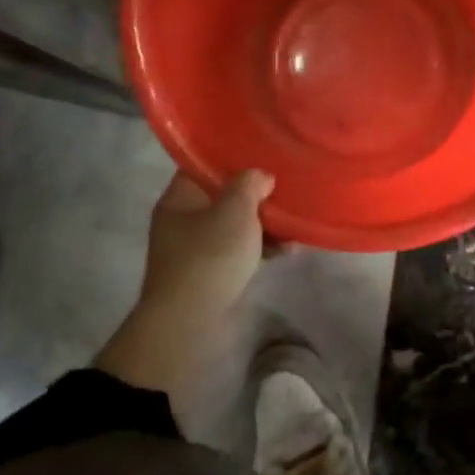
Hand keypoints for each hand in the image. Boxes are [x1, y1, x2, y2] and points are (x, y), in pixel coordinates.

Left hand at [93, 168, 273, 394]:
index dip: (233, 157)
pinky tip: (289, 249)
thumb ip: (250, 184)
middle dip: (256, 193)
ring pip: (236, 225)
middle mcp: (184, 220)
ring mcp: (197, 249)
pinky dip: (262, 248)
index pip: (204, 166)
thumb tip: (260, 176)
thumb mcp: (234, 210)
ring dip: (265, 224)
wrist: (189, 322)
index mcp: (180, 198)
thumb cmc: (209, 256)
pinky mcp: (212, 273)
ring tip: (295, 223)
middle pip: (224, 196)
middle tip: (287, 186)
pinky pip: (241, 251)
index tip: (264, 152)